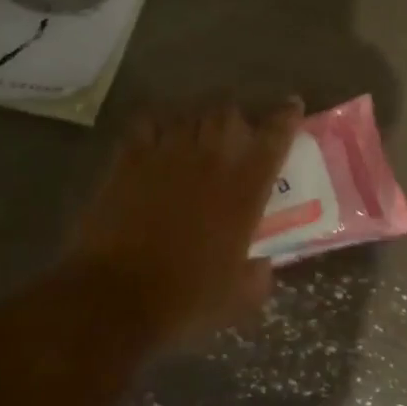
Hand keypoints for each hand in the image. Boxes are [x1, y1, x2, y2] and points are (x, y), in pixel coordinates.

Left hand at [62, 99, 302, 346]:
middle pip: (228, 114)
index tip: (292, 106)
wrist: (114, 297)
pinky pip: (146, 123)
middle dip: (236, 119)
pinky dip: (156, 124)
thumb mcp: (238, 299)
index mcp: (243, 190)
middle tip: (236, 135)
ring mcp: (166, 155)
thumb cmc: (183, 300)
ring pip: (189, 114)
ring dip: (199, 121)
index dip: (285, 117)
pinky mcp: (129, 160)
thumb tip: (262, 265)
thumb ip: (258, 276)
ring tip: (197, 135)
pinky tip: (157, 137)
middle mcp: (209, 161)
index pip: (273, 138)